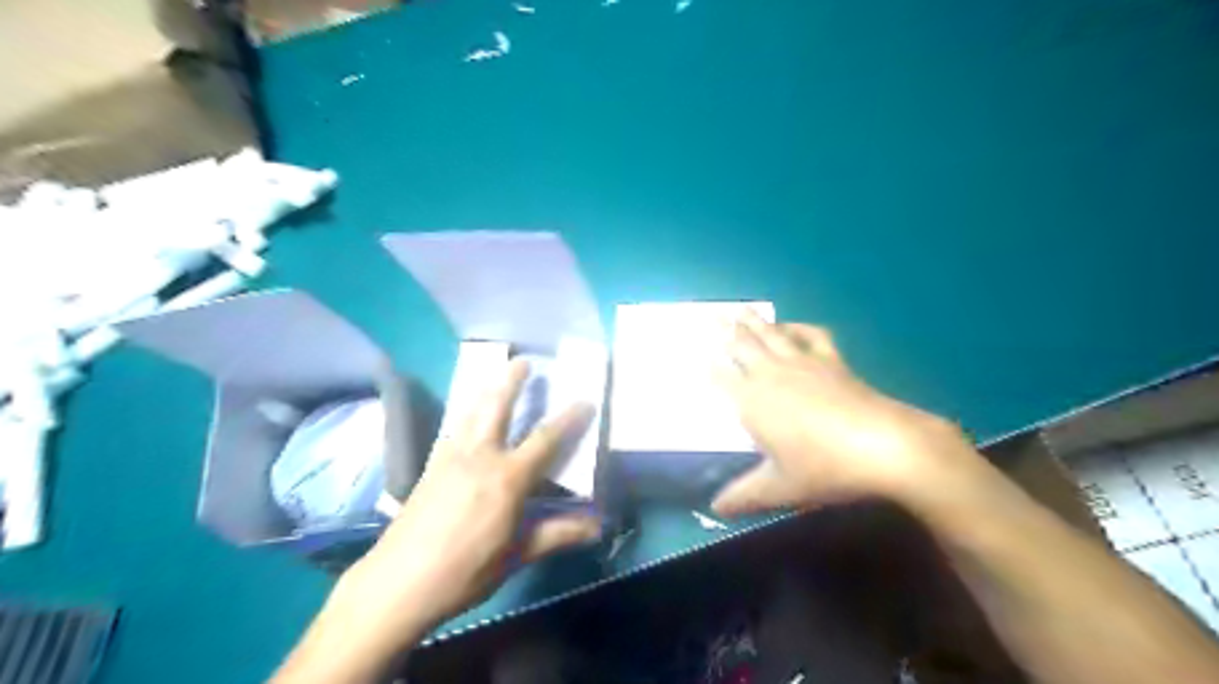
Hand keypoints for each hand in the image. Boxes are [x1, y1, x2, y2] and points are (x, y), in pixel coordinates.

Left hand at [337, 360, 599, 638]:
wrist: (398, 583)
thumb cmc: (466, 571)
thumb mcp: (517, 555)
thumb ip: (557, 534)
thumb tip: (597, 528)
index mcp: (507, 478)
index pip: (545, 439)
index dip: (568, 418)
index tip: (585, 400)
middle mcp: (479, 457)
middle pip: (497, 408)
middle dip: (512, 381)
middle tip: (523, 360)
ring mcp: (450, 459)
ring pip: (470, 413)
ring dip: (485, 391)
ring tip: (494, 378)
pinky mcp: (429, 468)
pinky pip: (451, 429)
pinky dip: (463, 414)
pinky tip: (463, 418)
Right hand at [716, 313, 977, 516]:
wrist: (884, 446)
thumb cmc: (824, 467)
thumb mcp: (780, 488)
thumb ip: (744, 496)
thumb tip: (715, 510)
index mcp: (752, 401)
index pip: (720, 377)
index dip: (706, 366)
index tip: (693, 354)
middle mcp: (771, 375)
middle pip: (742, 347)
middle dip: (724, 332)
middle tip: (710, 317)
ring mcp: (803, 363)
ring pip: (770, 335)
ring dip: (753, 322)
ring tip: (739, 310)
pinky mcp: (832, 361)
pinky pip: (810, 335)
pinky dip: (797, 327)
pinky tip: (791, 325)